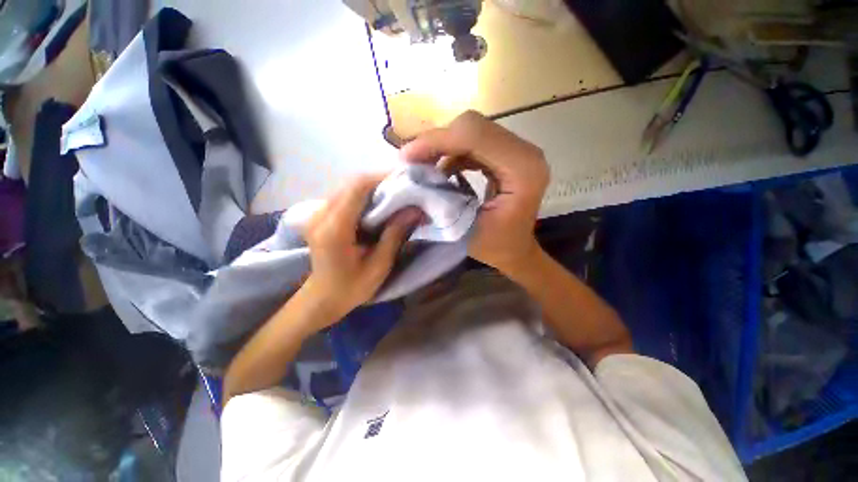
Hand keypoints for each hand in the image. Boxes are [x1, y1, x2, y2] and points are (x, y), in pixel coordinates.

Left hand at [300, 174, 421, 325]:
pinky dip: (365, 194)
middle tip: (405, 186)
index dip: (381, 178)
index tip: (405, 178)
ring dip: (373, 186)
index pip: (357, 188)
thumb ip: (395, 235)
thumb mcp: (379, 266)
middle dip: (380, 180)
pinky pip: (345, 195)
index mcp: (334, 229)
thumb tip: (415, 210)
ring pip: (348, 186)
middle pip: (351, 183)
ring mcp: (318, 213)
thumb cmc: (351, 288)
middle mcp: (321, 215)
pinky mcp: (321, 215)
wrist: (322, 298)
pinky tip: (379, 202)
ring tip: (396, 192)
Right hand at [400, 111, 549, 273]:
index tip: (406, 158)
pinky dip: (452, 151)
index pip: (475, 137)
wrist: (515, 249)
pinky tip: (440, 169)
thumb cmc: (495, 247)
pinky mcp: (509, 154)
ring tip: (422, 165)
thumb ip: (439, 204)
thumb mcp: (465, 231)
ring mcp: (518, 151)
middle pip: (473, 126)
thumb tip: (409, 182)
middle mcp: (525, 153)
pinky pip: (475, 141)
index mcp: (522, 171)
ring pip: (472, 130)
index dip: (437, 141)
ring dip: (443, 145)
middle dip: (437, 141)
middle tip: (410, 161)